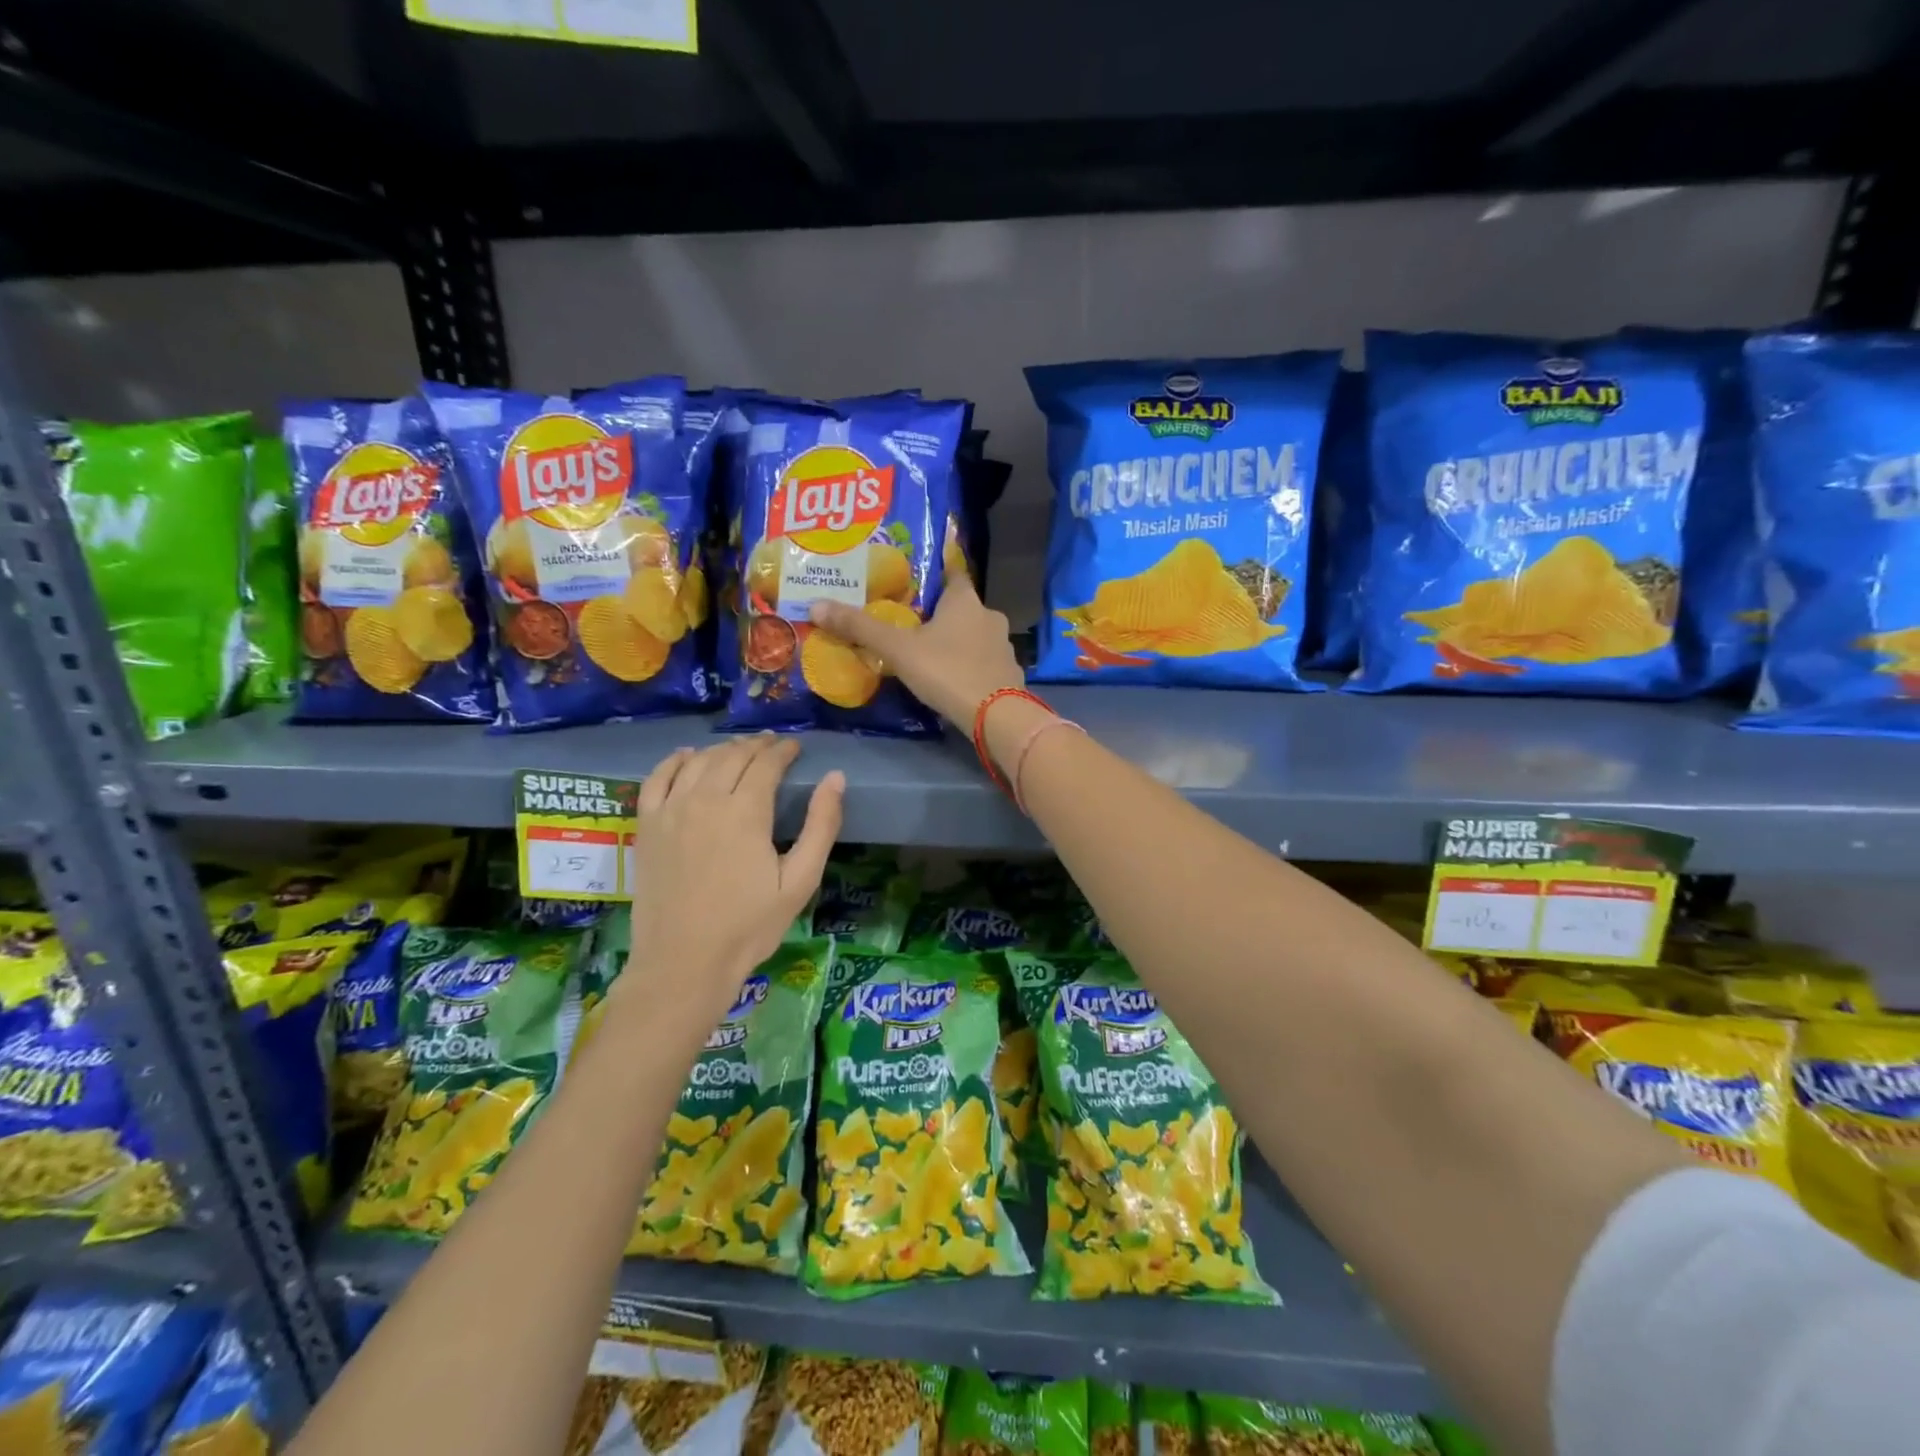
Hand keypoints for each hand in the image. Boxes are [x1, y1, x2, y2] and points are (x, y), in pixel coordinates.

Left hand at [620, 736, 842, 1026]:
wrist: (684, 963)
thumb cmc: (749, 926)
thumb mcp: (800, 881)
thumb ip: (821, 826)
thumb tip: (835, 778)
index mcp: (746, 812)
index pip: (766, 763)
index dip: (784, 751)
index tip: (796, 748)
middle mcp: (706, 800)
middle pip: (732, 756)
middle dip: (757, 746)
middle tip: (773, 747)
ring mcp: (671, 811)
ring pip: (698, 761)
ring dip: (722, 749)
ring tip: (739, 751)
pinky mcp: (647, 826)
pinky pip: (656, 778)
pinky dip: (674, 761)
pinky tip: (687, 756)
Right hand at [808, 571, 1023, 727]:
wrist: (996, 716)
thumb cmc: (946, 671)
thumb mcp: (898, 649)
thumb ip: (860, 628)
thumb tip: (816, 605)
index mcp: (965, 601)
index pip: (953, 573)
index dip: (939, 571)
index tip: (923, 576)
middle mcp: (990, 616)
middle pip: (964, 607)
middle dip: (943, 613)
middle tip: (915, 622)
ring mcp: (1004, 647)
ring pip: (977, 636)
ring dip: (958, 641)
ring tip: (932, 652)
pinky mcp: (1009, 674)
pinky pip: (985, 662)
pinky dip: (971, 665)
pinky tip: (954, 678)